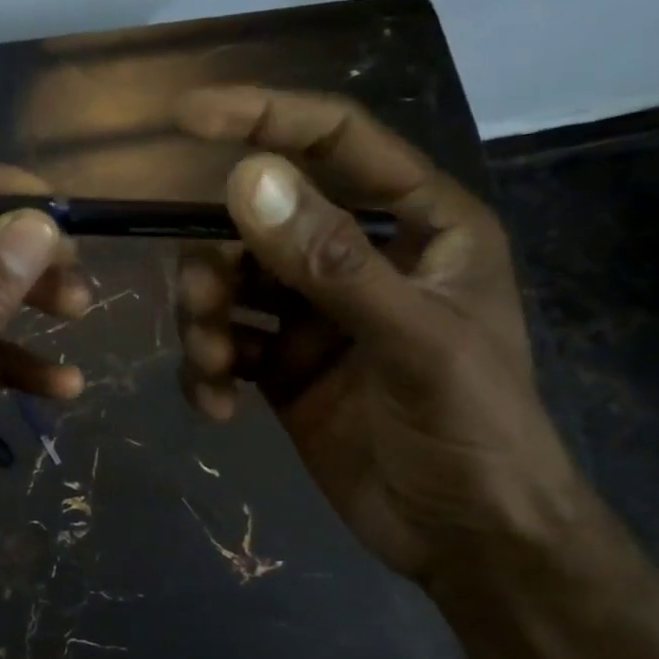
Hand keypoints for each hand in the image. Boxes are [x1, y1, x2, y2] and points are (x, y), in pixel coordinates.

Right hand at [174, 87, 586, 591]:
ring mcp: (314, 314)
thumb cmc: (472, 430)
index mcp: (416, 224)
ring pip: (227, 284)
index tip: (185, 118)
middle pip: (257, 223)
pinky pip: (222, 344)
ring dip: (203, 321)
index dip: (265, 116)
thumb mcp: (412, 340)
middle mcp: (358, 257)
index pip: (336, 141)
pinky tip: (218, 407)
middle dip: (215, 264)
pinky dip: (206, 369)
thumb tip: (242, 178)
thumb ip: (330, 261)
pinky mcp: (282, 365)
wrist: (467, 541)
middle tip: (204, 312)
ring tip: (212, 370)